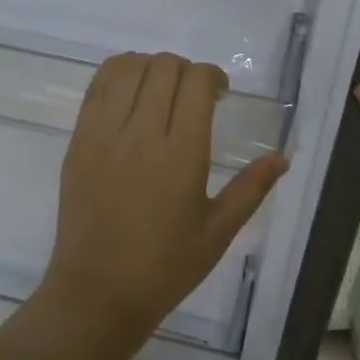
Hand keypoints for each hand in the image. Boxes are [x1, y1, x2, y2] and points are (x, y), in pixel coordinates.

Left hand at [28, 52, 287, 359]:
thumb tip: (281, 157)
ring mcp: (103, 134)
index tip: (219, 95)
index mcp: (182, 154)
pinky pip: (96, 87)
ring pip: (127, 67)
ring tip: (160, 92)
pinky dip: (118, 75)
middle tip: (193, 97)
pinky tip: (130, 94)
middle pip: (164, 67)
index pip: (197, 81)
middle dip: (186, 70)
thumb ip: (251, 189)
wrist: (98, 292)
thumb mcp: (218, 232)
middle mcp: (141, 134)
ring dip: (151, 67)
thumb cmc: (165, 267)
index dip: (213, 76)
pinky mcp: (78, 141)